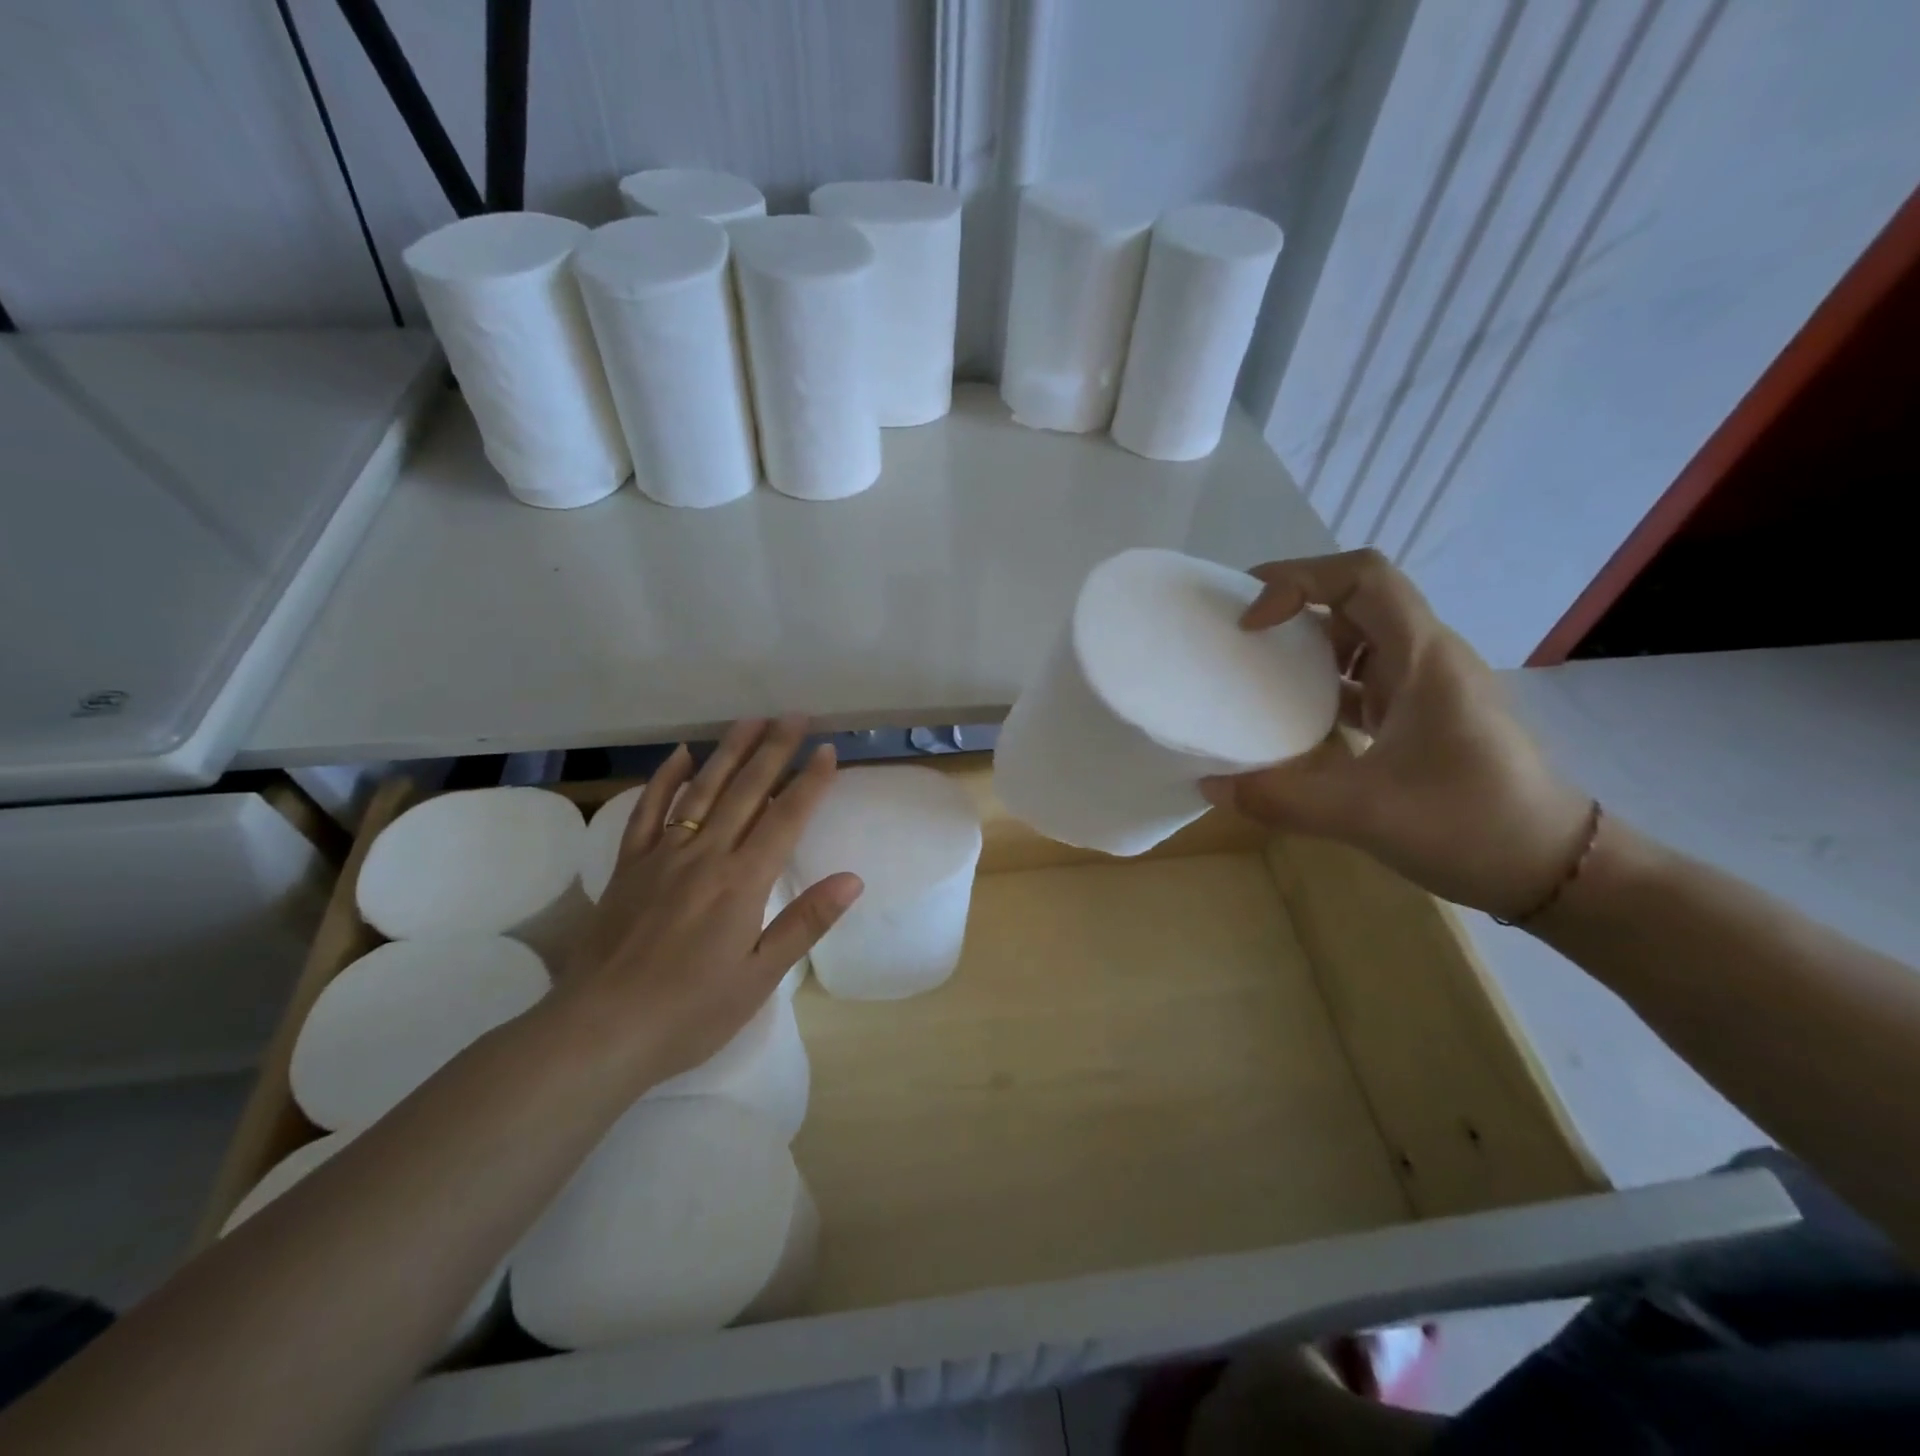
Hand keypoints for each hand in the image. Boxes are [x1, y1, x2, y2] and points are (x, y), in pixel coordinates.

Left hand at [553, 716, 862, 1089]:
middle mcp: (704, 855)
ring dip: (728, 752)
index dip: (809, 782)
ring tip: (750, 720)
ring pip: (701, 790)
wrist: (598, 1032)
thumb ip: (805, 922)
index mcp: (742, 882)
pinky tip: (680, 755)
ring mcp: (662, 856)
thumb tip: (852, 879)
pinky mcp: (628, 867)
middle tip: (794, 716)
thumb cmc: (690, 1012)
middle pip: (746, 791)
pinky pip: (648, 812)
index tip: (826, 749)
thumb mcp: (759, 977)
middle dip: (774, 751)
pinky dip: (665, 780)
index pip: (785, 818)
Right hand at [1201, 551, 1591, 918]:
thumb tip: (1210, 785)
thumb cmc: (1471, 824)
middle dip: (1295, 603)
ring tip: (1256, 670)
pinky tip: (1293, 721)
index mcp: (1422, 658)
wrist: (1556, 869)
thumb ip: (1280, 798)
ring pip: (1360, 640)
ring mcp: (1427, 689)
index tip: (1253, 623)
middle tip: (1238, 630)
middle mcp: (1426, 659)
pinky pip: (1365, 681)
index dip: (1299, 581)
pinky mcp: (1423, 718)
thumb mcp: (1364, 813)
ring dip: (1307, 646)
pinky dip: (1324, 686)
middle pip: (1357, 599)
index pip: (1363, 576)